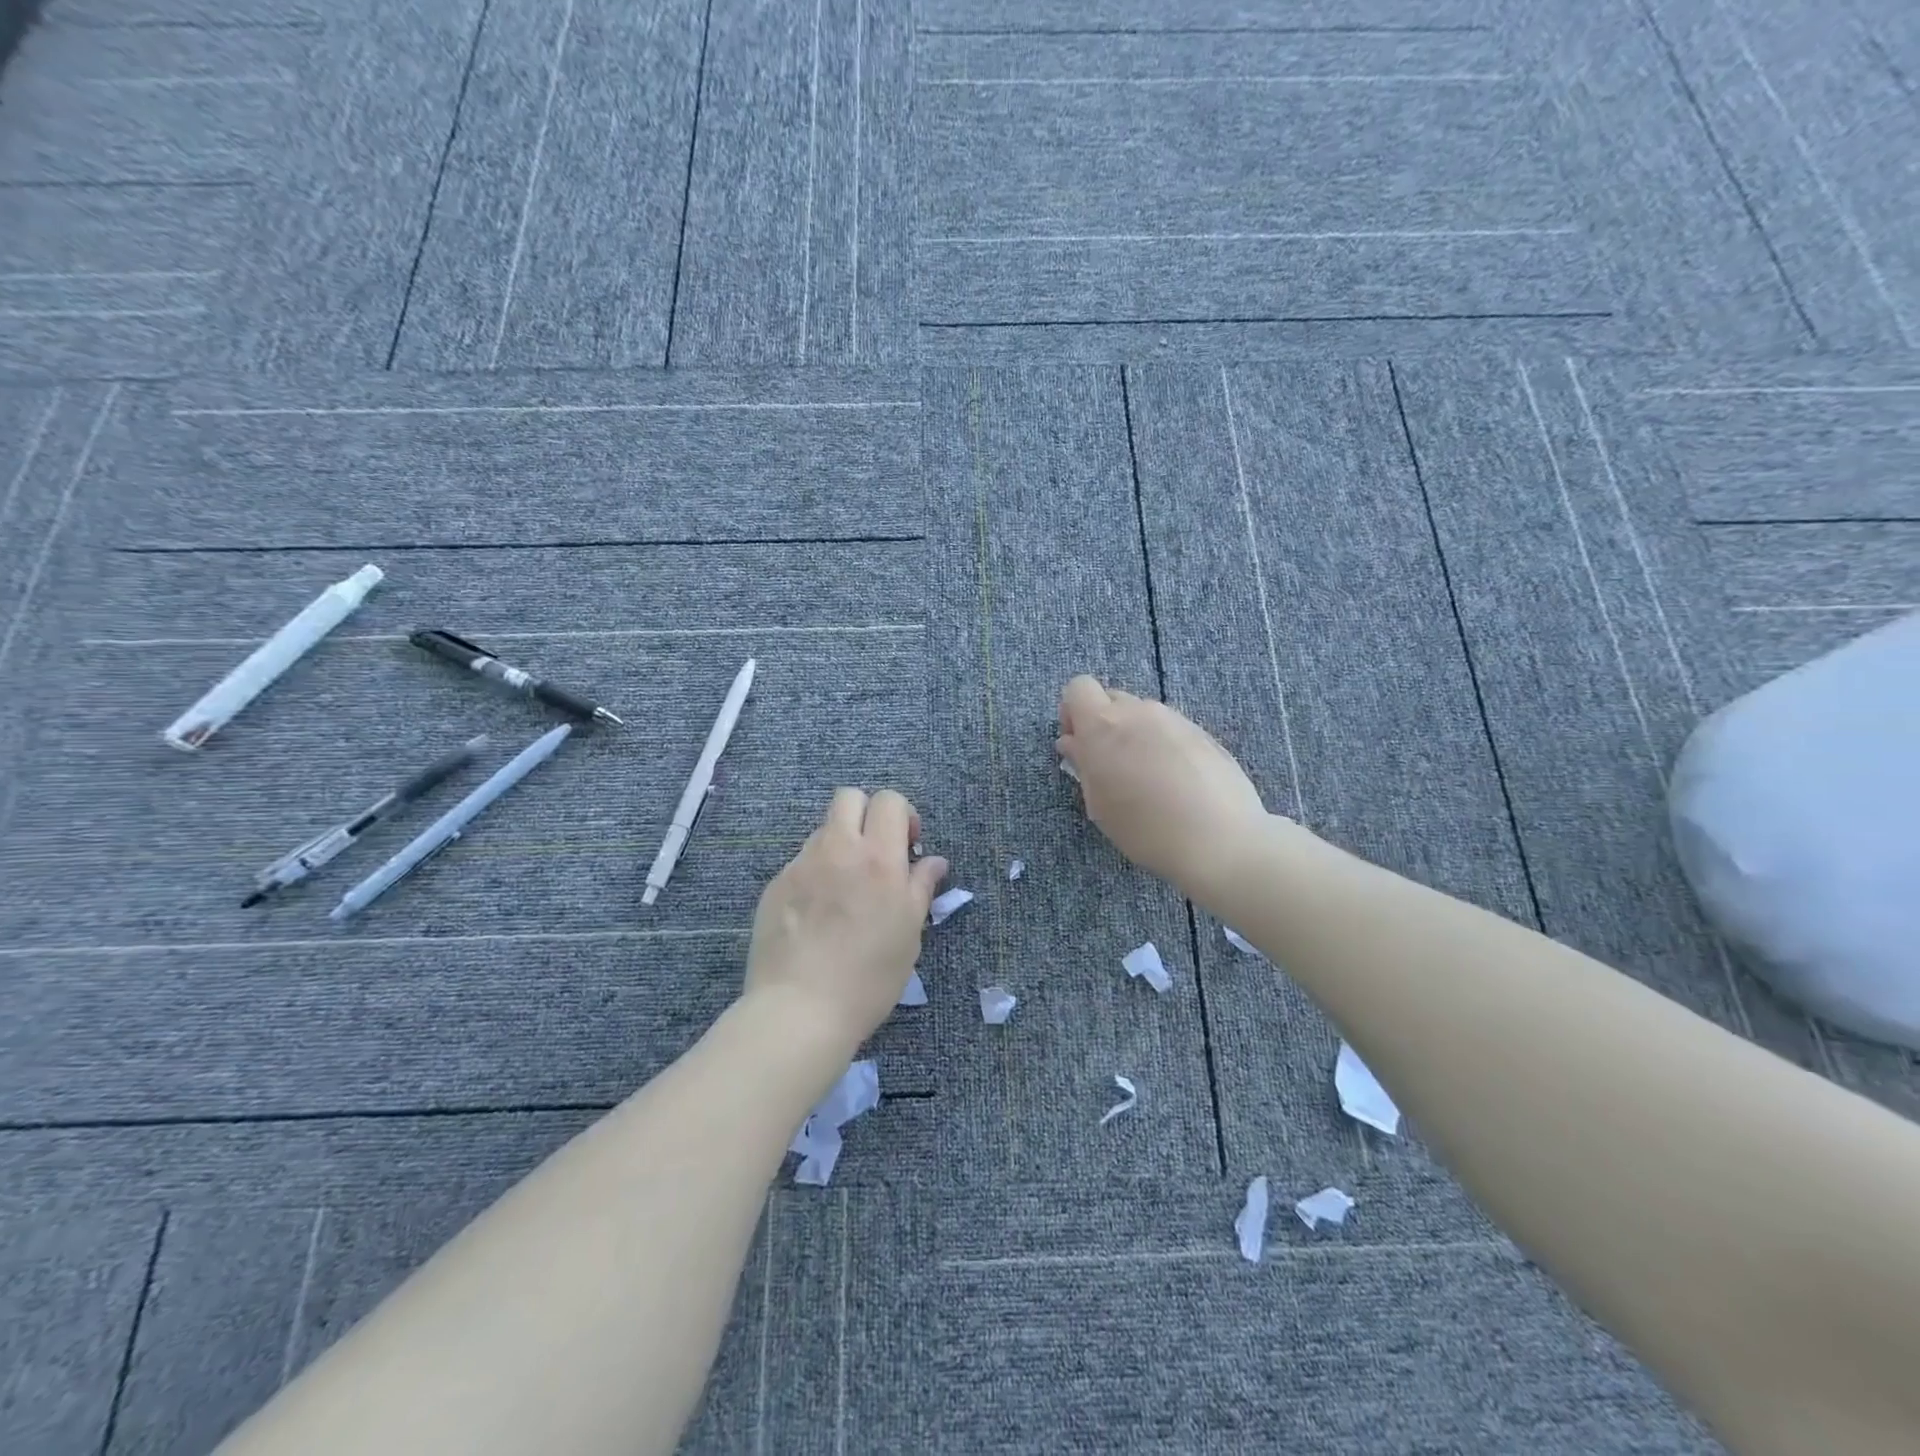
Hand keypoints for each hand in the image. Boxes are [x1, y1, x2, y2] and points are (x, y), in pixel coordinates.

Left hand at [744, 788, 948, 1054]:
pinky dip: (815, 874)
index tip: (907, 847)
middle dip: (866, 813)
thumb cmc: (869, 976)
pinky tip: (816, 914)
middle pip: (849, 797)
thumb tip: (934, 861)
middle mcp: (837, 850)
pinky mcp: (775, 885)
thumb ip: (921, 887)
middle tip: (875, 853)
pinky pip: (801, 863)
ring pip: (823, 831)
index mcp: (878, 858)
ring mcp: (801, 865)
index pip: (889, 800)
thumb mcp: (909, 933)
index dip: (902, 815)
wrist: (800, 1009)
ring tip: (844, 890)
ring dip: (839, 845)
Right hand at [1057, 675, 1273, 898]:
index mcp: (1104, 724)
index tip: (1078, 743)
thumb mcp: (1100, 804)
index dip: (1072, 712)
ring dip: (1134, 734)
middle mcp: (1138, 711)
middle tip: (1109, 764)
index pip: (1078, 687)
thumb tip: (1071, 742)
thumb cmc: (1145, 828)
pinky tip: (1174, 782)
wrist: (1220, 840)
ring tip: (1145, 778)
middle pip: (1110, 699)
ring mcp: (1174, 719)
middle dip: (1103, 723)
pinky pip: (1169, 728)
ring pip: (1142, 714)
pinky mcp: (1203, 733)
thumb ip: (1082, 764)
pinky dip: (1162, 745)